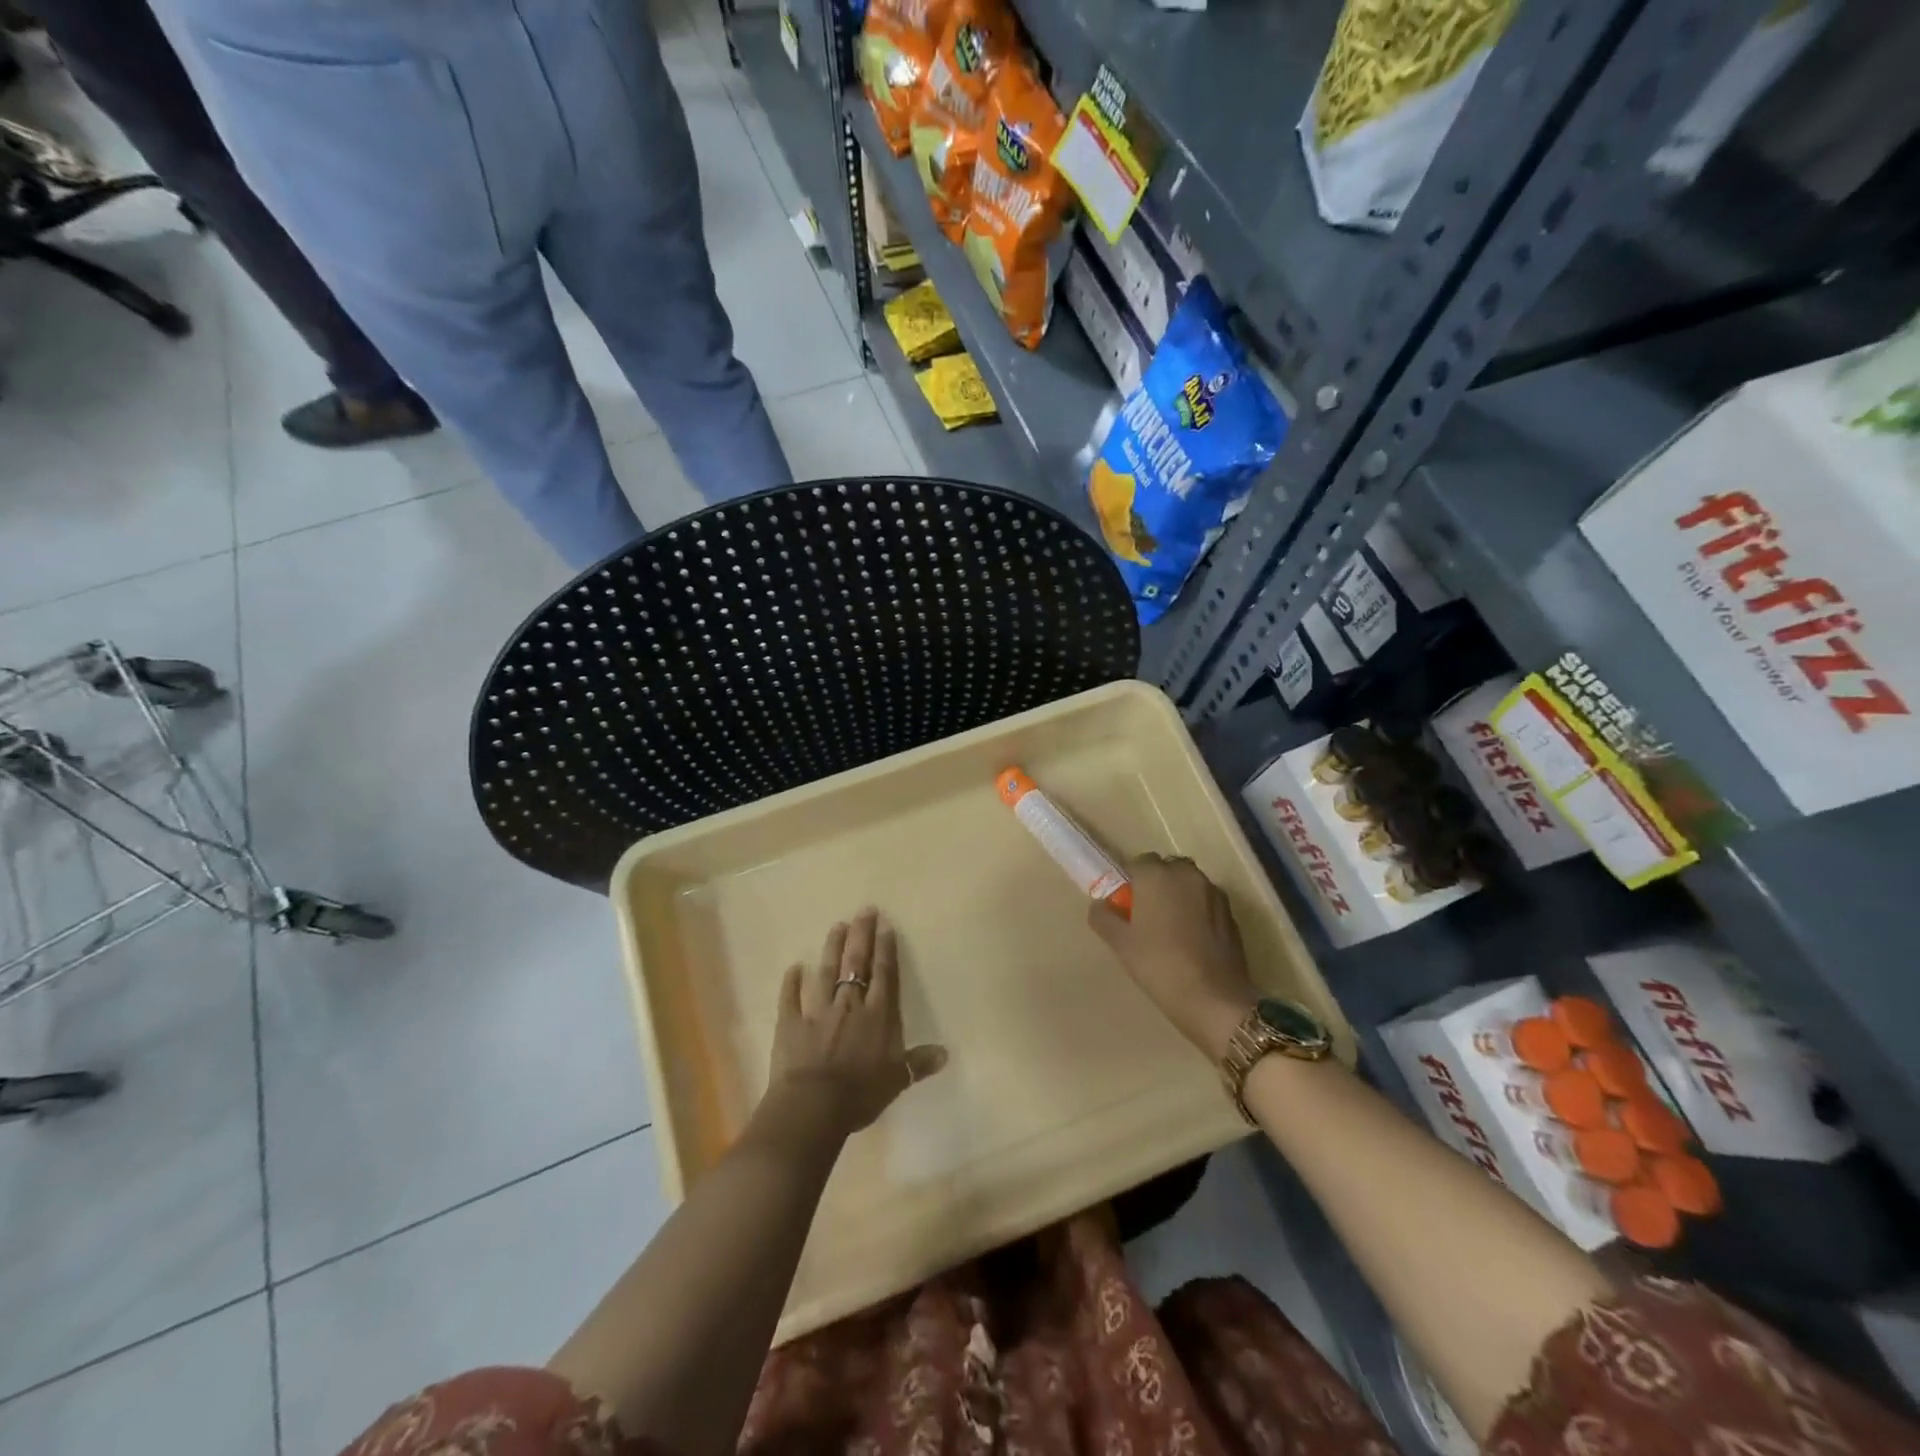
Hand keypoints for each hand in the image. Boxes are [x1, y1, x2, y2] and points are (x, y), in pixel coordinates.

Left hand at [765, 908, 946, 1137]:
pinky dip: (791, 982)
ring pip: (827, 972)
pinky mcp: (791, 1023)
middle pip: (857, 963)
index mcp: (877, 1015)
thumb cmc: (860, 1093)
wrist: (813, 1105)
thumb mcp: (897, 1080)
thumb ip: (918, 1063)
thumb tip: (946, 1053)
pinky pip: (790, 998)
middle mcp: (849, 1004)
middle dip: (862, 935)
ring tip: (837, 926)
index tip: (885, 926)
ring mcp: (818, 1011)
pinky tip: (793, 967)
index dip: (886, 949)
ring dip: (832, 949)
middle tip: (864, 910)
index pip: (884, 974)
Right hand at [1088, 854, 1257, 1058]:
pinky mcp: (1232, 914)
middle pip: (1167, 870)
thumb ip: (1104, 917)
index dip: (1131, 883)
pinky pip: (1207, 904)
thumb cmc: (1159, 965)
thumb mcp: (1120, 944)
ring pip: (1190, 886)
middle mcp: (1187, 875)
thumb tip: (1101, 905)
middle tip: (1147, 917)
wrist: (1214, 999)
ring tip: (1171, 932)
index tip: (1126, 907)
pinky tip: (1192, 943)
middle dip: (1157, 886)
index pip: (1138, 863)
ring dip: (1179, 898)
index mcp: (1157, 875)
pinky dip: (1198, 913)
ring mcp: (1214, 893)